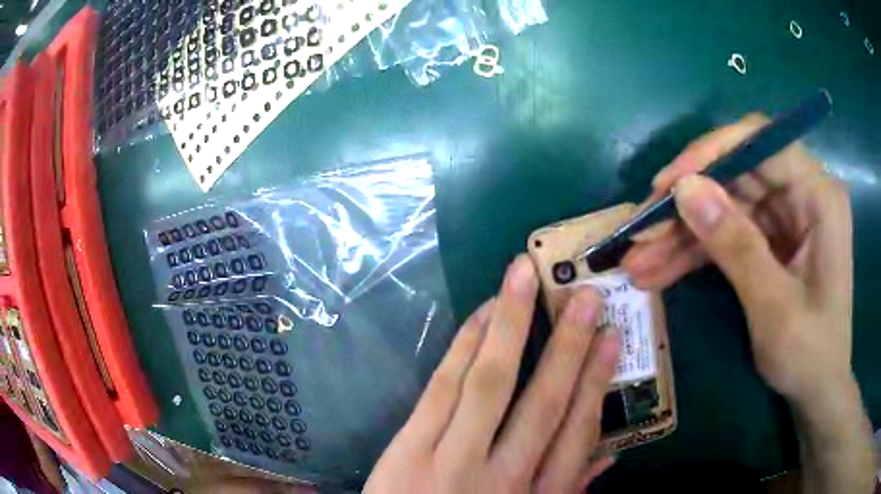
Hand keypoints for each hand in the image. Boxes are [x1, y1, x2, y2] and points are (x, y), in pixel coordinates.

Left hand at [364, 256, 619, 493]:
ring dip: (509, 324)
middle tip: (585, 294)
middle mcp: (501, 475)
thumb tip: (610, 457)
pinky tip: (481, 314)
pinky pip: (442, 388)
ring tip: (525, 276)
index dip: (597, 382)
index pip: (577, 433)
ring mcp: (449, 458)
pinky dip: (464, 346)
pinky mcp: (408, 447)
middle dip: (567, 345)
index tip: (612, 339)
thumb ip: (569, 489)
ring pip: (489, 383)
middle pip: (541, 402)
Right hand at [622, 113, 852, 403]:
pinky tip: (659, 273)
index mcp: (818, 195)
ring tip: (639, 263)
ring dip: (683, 235)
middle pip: (736, 175)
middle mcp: (801, 194)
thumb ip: (736, 245)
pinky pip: (726, 235)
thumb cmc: (810, 354)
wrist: (817, 391)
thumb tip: (685, 190)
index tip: (667, 184)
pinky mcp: (769, 241)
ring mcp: (784, 218)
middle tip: (641, 230)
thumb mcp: (775, 307)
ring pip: (724, 207)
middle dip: (688, 204)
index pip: (760, 142)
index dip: (711, 154)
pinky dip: (694, 254)